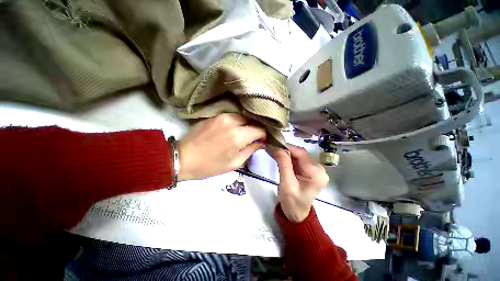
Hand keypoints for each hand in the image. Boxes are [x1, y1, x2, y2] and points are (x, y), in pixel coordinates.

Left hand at [178, 113, 265, 180]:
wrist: (184, 158)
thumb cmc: (210, 165)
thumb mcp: (234, 163)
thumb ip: (251, 150)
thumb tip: (261, 143)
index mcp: (238, 136)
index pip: (259, 129)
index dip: (263, 135)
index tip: (262, 141)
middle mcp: (232, 122)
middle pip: (252, 120)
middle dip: (255, 128)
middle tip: (253, 137)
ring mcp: (223, 116)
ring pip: (242, 117)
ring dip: (246, 124)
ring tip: (243, 133)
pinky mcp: (215, 115)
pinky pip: (232, 116)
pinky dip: (237, 122)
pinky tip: (233, 129)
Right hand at [271, 145, 328, 222]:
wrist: (296, 214)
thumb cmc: (292, 202)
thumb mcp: (286, 184)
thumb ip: (283, 164)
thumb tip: (278, 148)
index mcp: (316, 174)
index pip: (301, 154)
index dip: (287, 148)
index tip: (274, 146)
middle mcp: (319, 169)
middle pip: (301, 154)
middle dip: (286, 151)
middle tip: (273, 149)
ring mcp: (315, 169)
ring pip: (299, 156)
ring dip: (287, 154)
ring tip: (275, 153)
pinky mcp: (309, 170)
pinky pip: (298, 160)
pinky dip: (289, 158)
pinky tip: (281, 159)